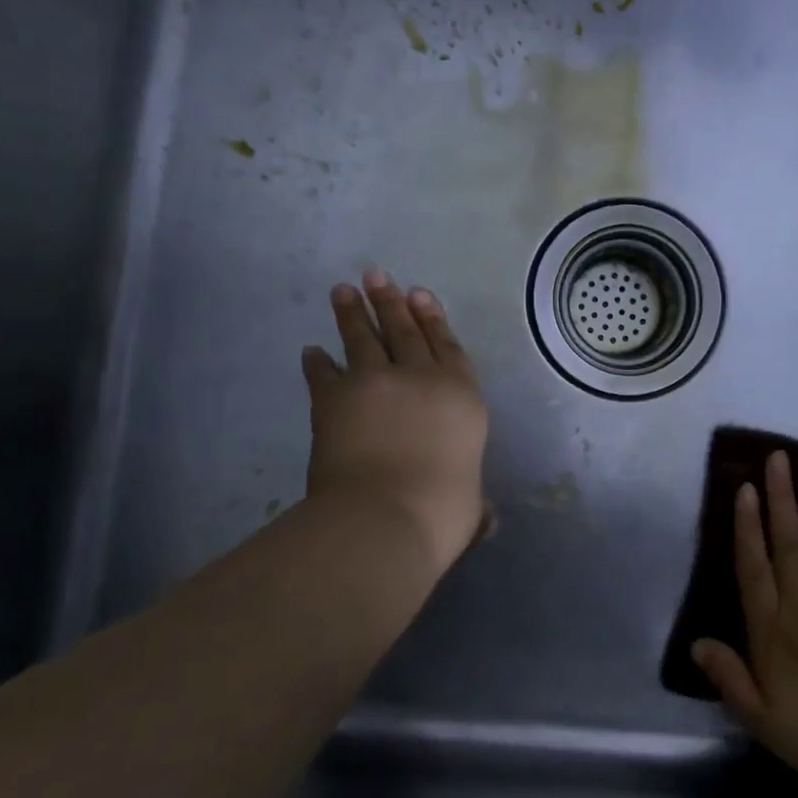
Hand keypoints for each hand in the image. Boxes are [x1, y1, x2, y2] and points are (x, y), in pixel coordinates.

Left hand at [301, 271, 489, 573]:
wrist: (383, 516)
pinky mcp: (334, 397)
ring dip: (352, 313)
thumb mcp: (470, 509)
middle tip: (377, 276)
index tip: (420, 294)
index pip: (448, 347)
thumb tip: (486, 520)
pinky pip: (324, 372)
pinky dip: (317, 362)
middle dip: (391, 302)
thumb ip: (476, 506)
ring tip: (344, 291)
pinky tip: (312, 351)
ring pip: (363, 338)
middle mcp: (421, 378)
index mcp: (462, 397)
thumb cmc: (441, 512)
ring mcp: (375, 382)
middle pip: (405, 331)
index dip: (433, 319)